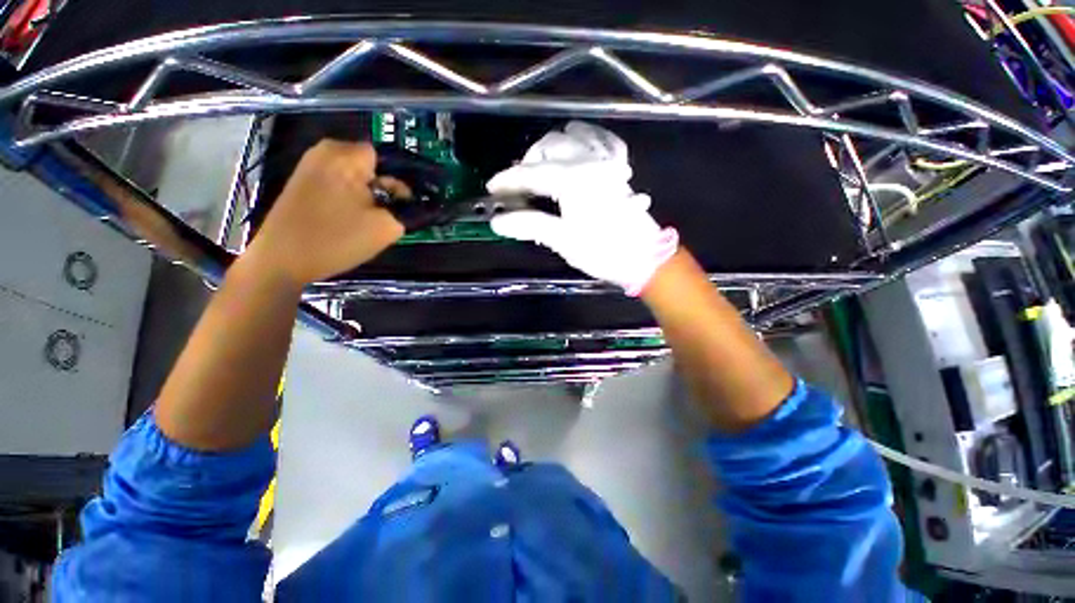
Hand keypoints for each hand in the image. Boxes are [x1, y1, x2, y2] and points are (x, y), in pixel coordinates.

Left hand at [247, 140, 404, 286]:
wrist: (282, 260)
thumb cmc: (336, 239)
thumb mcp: (385, 227)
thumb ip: (404, 209)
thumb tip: (405, 200)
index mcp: (345, 155)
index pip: (386, 159)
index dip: (397, 182)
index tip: (398, 206)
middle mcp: (325, 151)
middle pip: (370, 167)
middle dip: (381, 189)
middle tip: (381, 216)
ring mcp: (310, 165)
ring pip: (355, 177)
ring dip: (366, 196)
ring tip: (363, 221)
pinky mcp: (302, 182)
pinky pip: (338, 184)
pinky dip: (348, 199)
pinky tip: (345, 219)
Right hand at [487, 121, 677, 295]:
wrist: (644, 257)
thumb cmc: (602, 251)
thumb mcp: (563, 241)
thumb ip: (530, 225)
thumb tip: (498, 221)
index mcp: (572, 180)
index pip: (530, 174)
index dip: (508, 180)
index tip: (492, 189)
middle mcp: (589, 161)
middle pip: (549, 146)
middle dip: (528, 162)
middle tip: (518, 185)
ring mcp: (607, 160)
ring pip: (572, 136)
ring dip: (551, 147)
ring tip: (541, 166)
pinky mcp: (619, 166)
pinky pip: (602, 139)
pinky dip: (585, 138)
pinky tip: (578, 145)